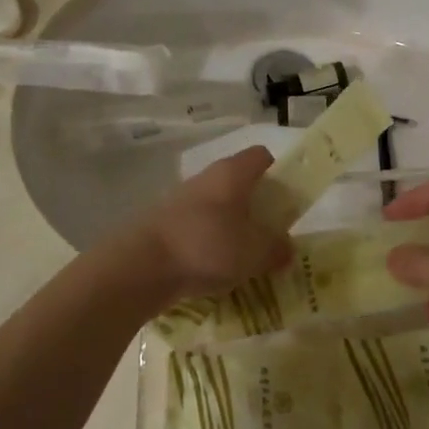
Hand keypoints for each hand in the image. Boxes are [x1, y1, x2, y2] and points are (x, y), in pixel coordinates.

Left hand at [117, 146, 292, 308]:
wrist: (140, 266)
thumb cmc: (207, 247)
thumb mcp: (254, 252)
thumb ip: (276, 249)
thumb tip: (287, 248)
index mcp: (232, 173)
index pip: (262, 157)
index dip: (278, 174)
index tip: (286, 202)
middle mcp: (207, 178)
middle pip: (239, 183)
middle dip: (256, 207)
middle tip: (269, 237)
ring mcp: (182, 200)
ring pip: (217, 207)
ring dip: (231, 228)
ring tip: (242, 260)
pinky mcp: (164, 223)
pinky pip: (197, 228)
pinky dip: (208, 244)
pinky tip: (213, 271)